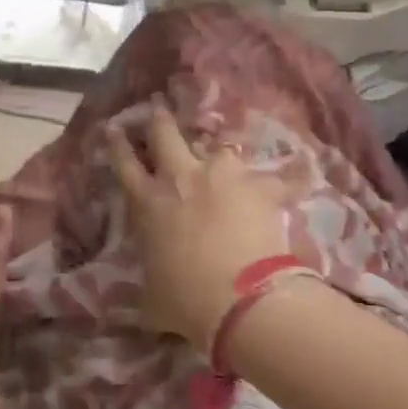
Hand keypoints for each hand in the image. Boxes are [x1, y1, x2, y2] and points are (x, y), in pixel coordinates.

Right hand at [106, 103, 290, 350]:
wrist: (241, 300)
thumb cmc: (186, 300)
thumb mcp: (152, 296)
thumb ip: (148, 284)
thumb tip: (145, 298)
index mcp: (148, 202)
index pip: (124, 163)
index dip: (118, 143)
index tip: (114, 127)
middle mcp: (180, 177)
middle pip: (165, 133)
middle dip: (159, 119)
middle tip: (158, 108)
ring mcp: (221, 176)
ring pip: (217, 147)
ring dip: (218, 153)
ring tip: (224, 156)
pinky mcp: (258, 186)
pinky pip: (273, 177)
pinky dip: (280, 180)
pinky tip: (293, 178)